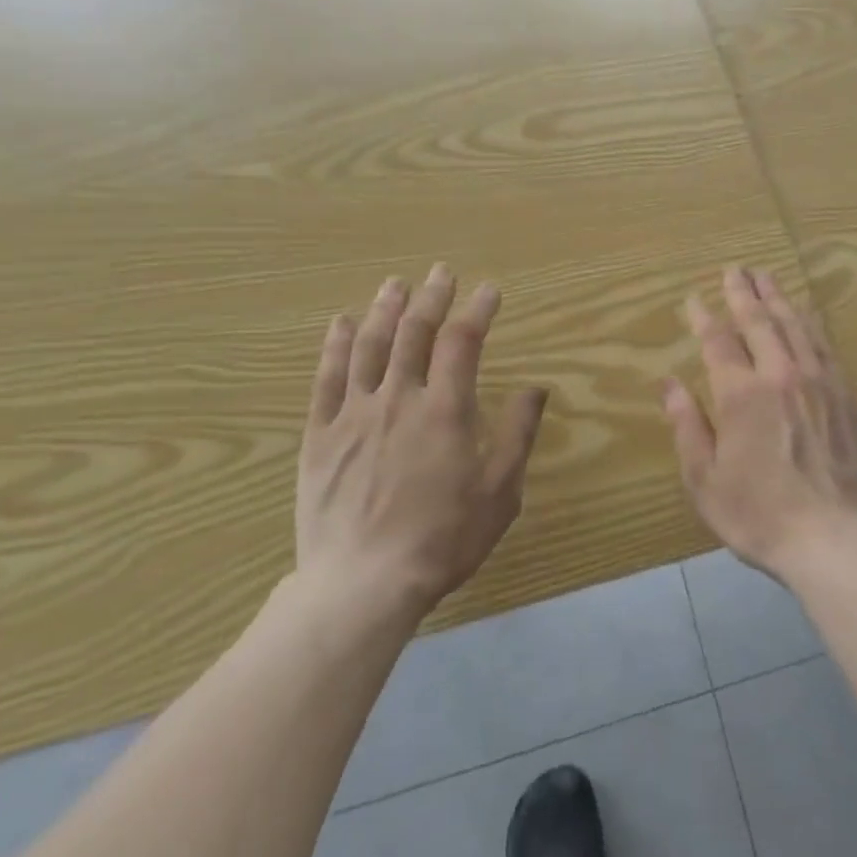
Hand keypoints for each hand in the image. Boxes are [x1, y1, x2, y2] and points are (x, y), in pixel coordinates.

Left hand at [296, 264, 547, 621]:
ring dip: (385, 309)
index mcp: (445, 411)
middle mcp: (398, 399)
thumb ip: (517, 434)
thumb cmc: (443, 540)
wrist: (362, 584)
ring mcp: (353, 414)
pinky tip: (341, 323)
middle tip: (441, 272)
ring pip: (369, 346)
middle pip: (414, 333)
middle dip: (432, 297)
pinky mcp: (319, 435)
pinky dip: (334, 345)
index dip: (478, 310)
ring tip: (395, 283)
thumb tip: (536, 388)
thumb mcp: (499, 492)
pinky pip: (325, 378)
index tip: (489, 290)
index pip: (463, 342)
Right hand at [662, 267, 856, 582]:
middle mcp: (782, 376)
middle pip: (761, 321)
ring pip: (797, 326)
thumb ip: (687, 426)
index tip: (694, 298)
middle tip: (736, 269)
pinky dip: (812, 324)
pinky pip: (826, 347)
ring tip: (768, 277)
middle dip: (744, 293)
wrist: (835, 539)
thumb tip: (668, 384)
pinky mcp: (848, 397)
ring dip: (779, 298)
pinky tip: (808, 316)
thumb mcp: (705, 480)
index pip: (719, 341)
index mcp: (742, 394)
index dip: (704, 317)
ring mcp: (821, 383)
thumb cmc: (759, 515)